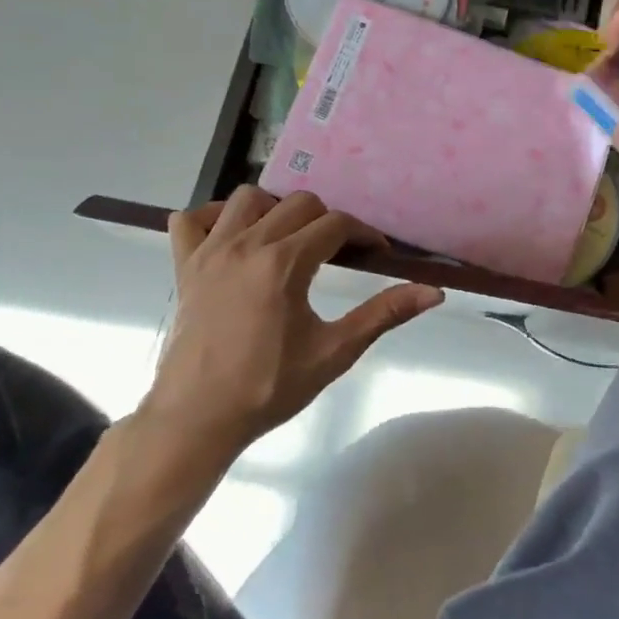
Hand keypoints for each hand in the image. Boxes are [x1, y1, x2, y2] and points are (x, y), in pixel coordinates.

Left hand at [134, 188, 443, 496]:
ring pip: (247, 199)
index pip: (336, 224)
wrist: (197, 419)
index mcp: (284, 263)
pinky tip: (232, 238)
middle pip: (299, 203)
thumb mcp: (335, 352)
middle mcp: (247, 244)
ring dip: (275, 210)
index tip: (376, 254)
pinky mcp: (184, 266)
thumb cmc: (269, 387)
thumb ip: (384, 314)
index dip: (364, 235)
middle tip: (337, 253)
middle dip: (327, 220)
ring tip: (288, 239)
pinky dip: (213, 218)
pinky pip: (190, 219)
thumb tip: (434, 292)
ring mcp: (210, 252)